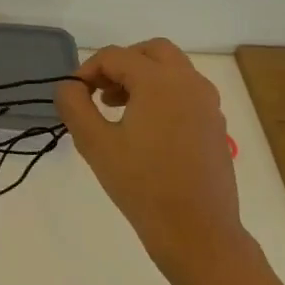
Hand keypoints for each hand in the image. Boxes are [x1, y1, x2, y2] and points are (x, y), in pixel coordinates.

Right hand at [55, 39, 253, 284]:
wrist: (197, 232)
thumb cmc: (142, 185)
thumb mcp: (94, 143)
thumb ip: (74, 105)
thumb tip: (69, 86)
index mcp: (160, 82)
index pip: (115, 56)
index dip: (87, 70)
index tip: (72, 94)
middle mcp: (189, 84)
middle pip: (152, 51)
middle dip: (121, 63)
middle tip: (99, 90)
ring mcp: (208, 105)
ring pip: (172, 70)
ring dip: (142, 77)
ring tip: (116, 108)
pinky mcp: (215, 126)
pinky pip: (185, 93)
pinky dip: (161, 95)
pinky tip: (143, 129)